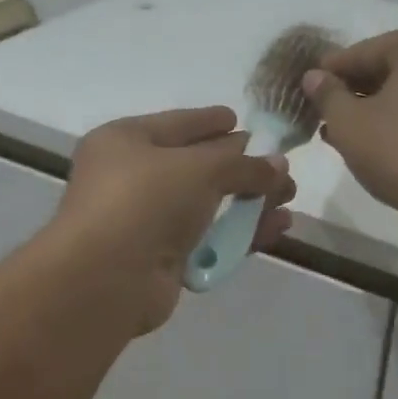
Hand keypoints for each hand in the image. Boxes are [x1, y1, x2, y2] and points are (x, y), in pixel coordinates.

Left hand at [50, 107, 296, 334]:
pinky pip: (208, 239)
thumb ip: (244, 165)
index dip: (211, 122)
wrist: (108, 277)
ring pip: (207, 207)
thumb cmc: (146, 200)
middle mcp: (131, 178)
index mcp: (125, 141)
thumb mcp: (201, 168)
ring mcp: (145, 222)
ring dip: (249, 203)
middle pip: (196, 168)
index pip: (178, 124)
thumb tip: (278, 165)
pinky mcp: (161, 259)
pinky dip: (240, 234)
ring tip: (289, 199)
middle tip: (280, 169)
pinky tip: (275, 229)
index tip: (241, 120)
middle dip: (241, 168)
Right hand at [302, 24, 397, 233]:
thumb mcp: (350, 124)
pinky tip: (376, 141)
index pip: (363, 52)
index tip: (305, 88)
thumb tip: (314, 76)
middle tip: (322, 113)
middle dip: (354, 91)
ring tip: (341, 132)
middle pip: (389, 67)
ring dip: (375, 107)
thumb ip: (327, 94)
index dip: (329, 73)